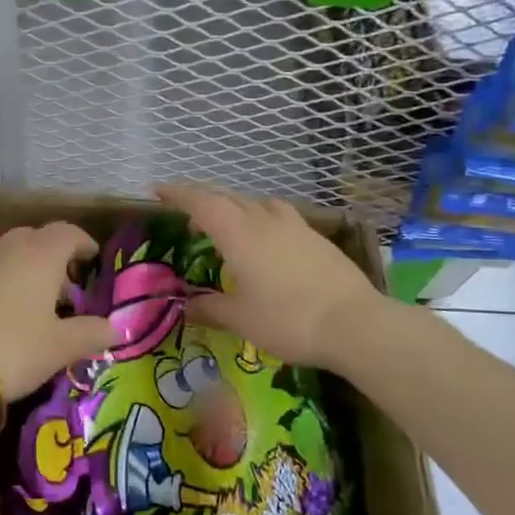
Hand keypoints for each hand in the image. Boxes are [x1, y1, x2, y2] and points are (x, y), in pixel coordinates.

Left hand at [0, 223, 114, 400]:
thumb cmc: (13, 349)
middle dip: (55, 256)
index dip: (83, 243)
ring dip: (28, 268)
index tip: (93, 260)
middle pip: (37, 238)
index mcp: (41, 254)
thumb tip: (116, 328)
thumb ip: (91, 333)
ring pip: (11, 253)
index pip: (68, 233)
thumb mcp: (60, 347)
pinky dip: (4, 280)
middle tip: (67, 285)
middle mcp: (10, 248)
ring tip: (37, 301)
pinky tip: (5, 311)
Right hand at [155, 184, 389, 373]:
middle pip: (228, 198)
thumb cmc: (288, 320)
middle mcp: (264, 220)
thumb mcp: (241, 319)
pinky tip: (267, 240)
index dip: (178, 194)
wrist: (355, 324)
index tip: (159, 190)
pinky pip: (279, 216)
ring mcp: (295, 226)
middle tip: (187, 213)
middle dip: (203, 200)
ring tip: (229, 224)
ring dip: (236, 207)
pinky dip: (262, 218)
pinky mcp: (317, 238)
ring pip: (257, 203)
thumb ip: (210, 308)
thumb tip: (186, 306)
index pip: (201, 203)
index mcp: (238, 234)